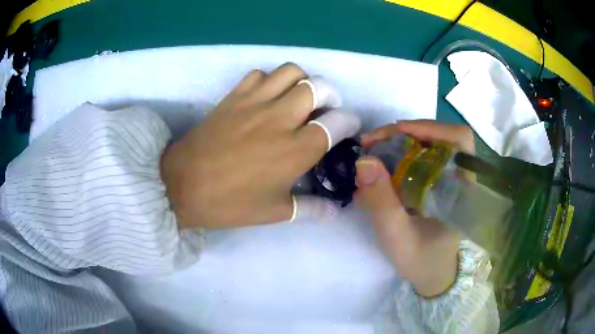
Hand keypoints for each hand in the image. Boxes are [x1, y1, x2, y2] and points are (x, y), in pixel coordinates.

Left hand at [160, 63, 359, 228]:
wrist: (182, 185)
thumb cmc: (230, 203)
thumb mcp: (273, 212)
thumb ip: (309, 209)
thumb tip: (334, 211)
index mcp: (295, 149)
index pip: (336, 123)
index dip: (348, 121)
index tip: (348, 125)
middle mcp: (280, 118)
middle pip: (318, 87)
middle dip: (331, 95)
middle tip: (325, 109)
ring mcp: (255, 102)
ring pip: (291, 72)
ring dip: (302, 81)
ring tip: (298, 97)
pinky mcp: (234, 96)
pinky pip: (259, 74)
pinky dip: (269, 80)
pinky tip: (266, 96)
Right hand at [355, 120, 473, 297]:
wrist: (431, 274)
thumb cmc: (422, 261)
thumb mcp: (398, 238)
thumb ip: (382, 203)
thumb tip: (364, 160)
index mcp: (462, 186)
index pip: (459, 139)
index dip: (430, 127)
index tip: (396, 133)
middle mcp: (459, 176)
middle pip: (438, 136)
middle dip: (403, 134)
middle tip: (371, 145)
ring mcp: (448, 177)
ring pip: (426, 144)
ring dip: (396, 143)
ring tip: (370, 155)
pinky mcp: (437, 182)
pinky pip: (418, 157)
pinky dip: (396, 156)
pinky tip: (379, 168)